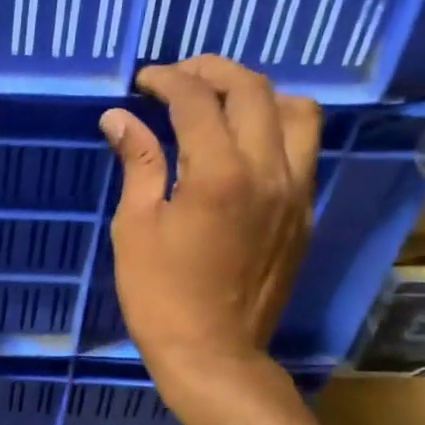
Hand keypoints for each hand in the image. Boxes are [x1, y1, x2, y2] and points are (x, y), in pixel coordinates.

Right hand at [100, 56, 318, 399]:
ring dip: (257, 93)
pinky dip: (276, 127)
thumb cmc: (160, 294)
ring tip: (221, 102)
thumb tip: (119, 118)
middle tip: (178, 77)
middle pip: (252, 90)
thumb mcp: (135, 226)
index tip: (143, 82)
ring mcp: (296, 192)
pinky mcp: (305, 214)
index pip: (197, 100)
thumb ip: (137, 163)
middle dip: (211, 71)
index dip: (167, 80)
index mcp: (218, 174)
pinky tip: (245, 142)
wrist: (214, 353)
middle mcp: (268, 171)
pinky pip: (304, 149)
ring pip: (296, 112)